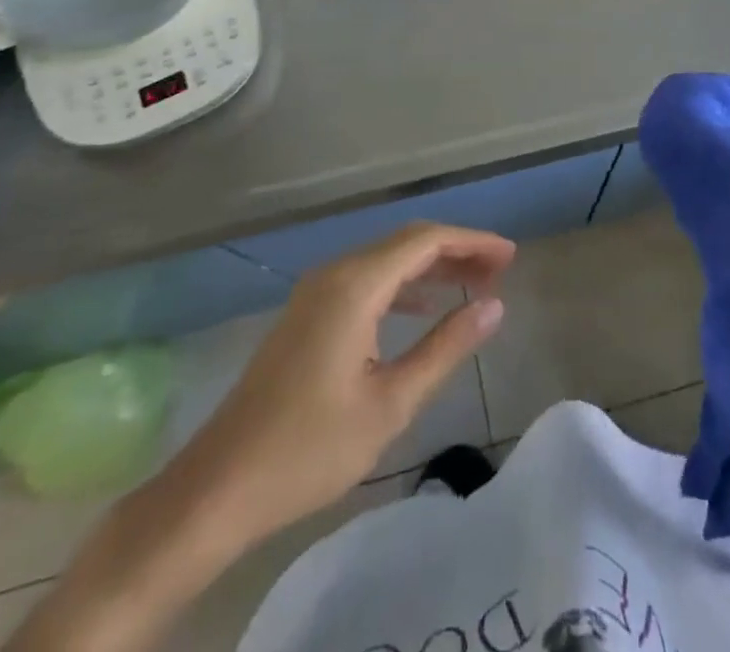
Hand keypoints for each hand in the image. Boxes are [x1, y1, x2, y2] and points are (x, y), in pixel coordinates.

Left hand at [160, 221, 513, 549]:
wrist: (219, 487)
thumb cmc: (310, 448)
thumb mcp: (391, 402)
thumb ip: (446, 347)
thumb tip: (494, 306)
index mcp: (356, 285)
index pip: (426, 240)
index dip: (472, 242)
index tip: (510, 257)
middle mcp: (335, 273)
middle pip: (407, 242)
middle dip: (456, 250)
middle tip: (500, 270)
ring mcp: (316, 292)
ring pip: (386, 259)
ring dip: (431, 266)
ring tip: (473, 283)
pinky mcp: (307, 313)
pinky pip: (367, 279)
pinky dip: (403, 283)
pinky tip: (423, 306)